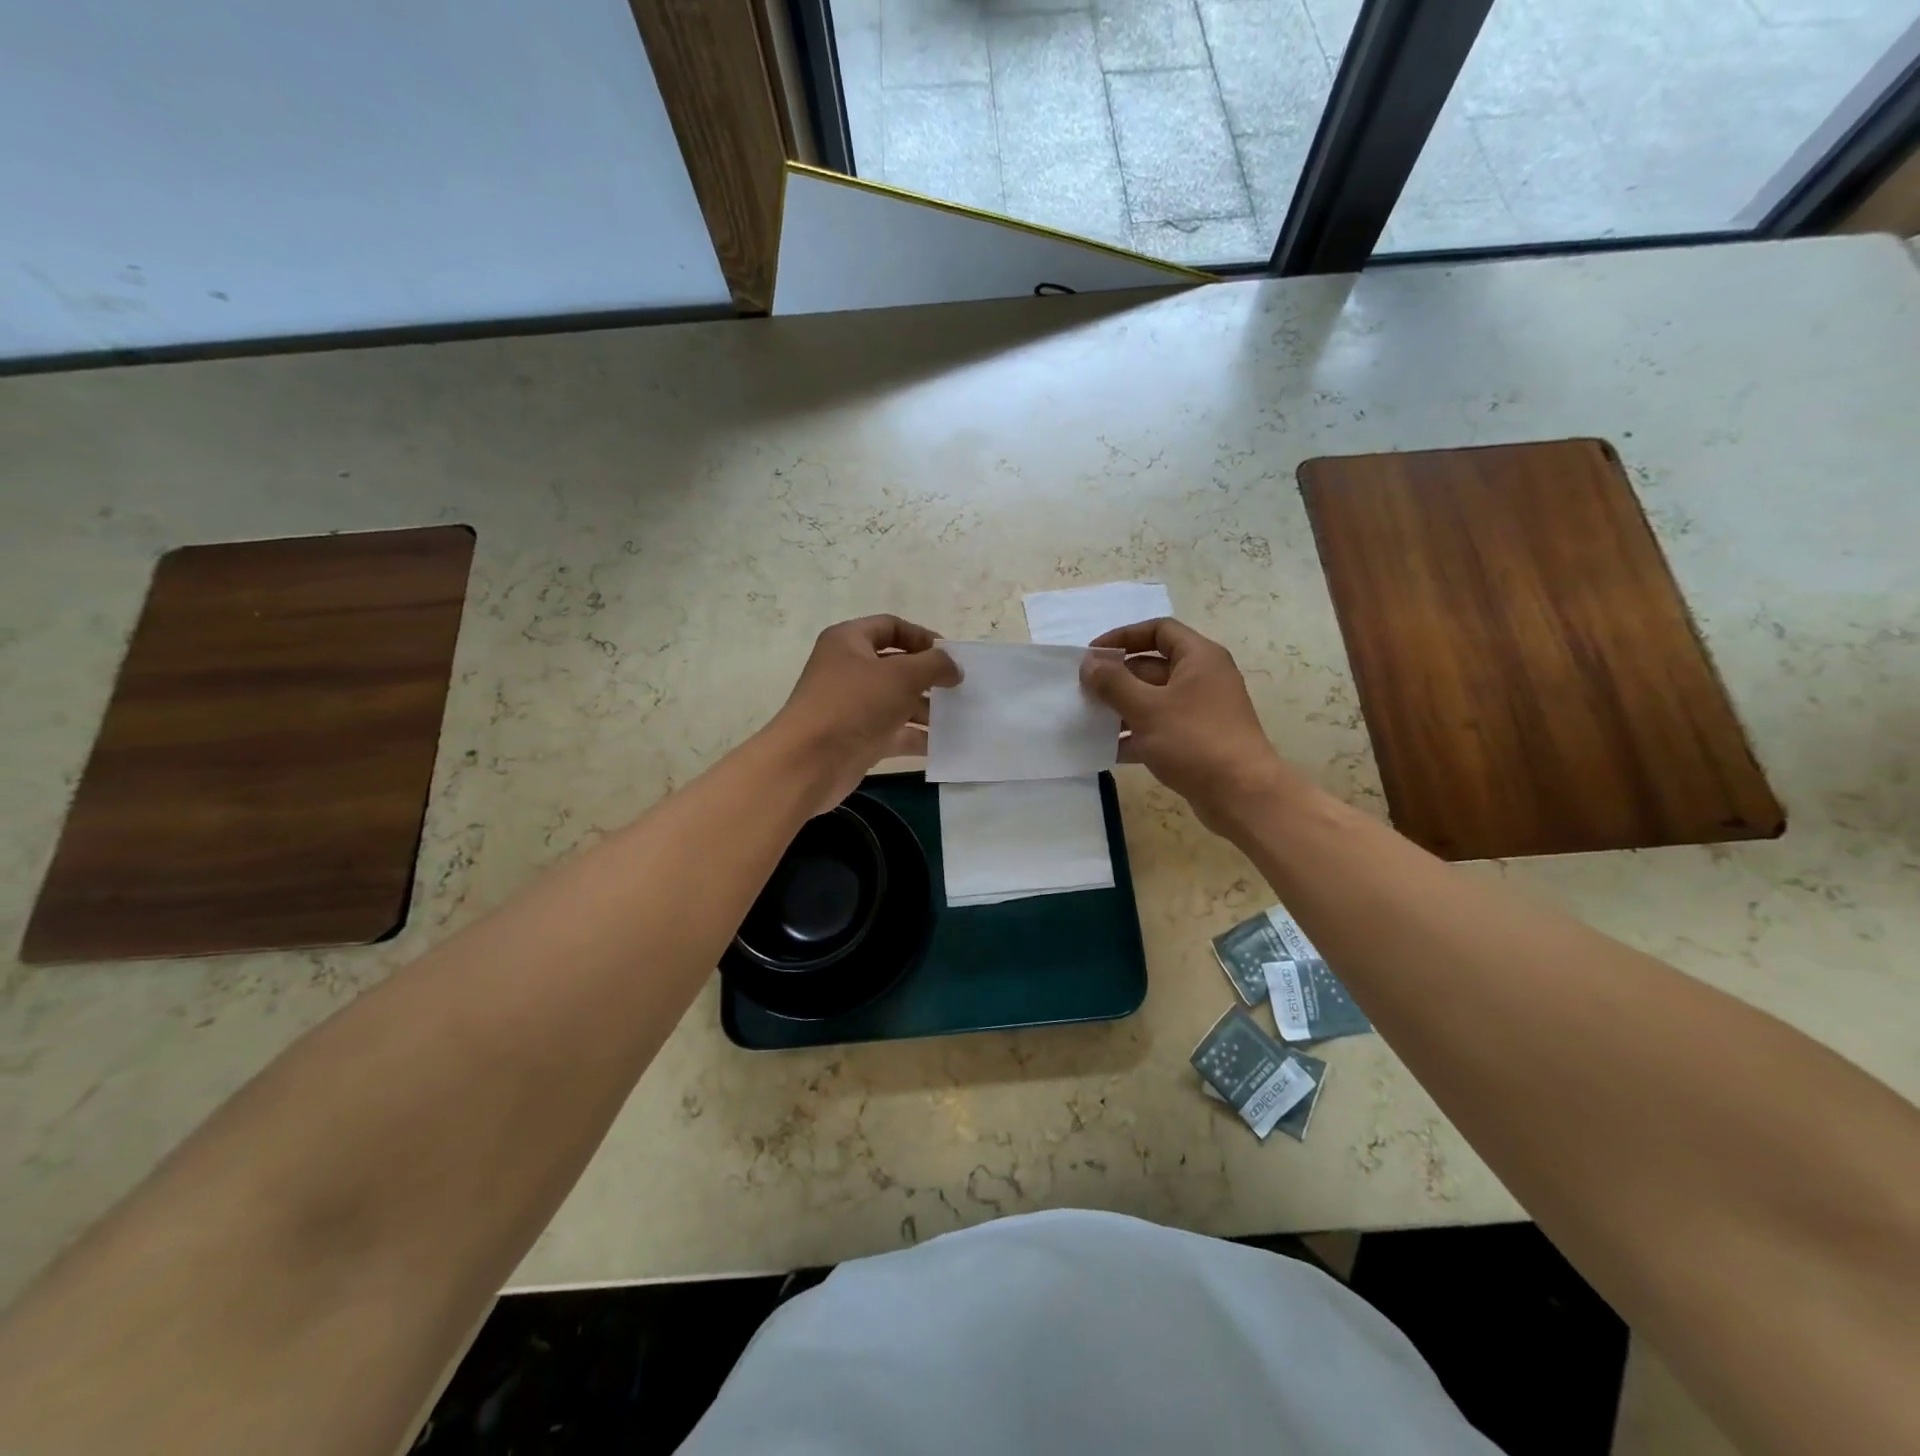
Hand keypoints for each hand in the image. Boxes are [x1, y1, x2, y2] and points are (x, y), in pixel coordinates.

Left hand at [770, 615, 960, 813]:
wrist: (808, 763)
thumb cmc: (854, 705)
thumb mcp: (901, 676)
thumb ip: (934, 665)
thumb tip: (954, 667)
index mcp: (849, 642)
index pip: (891, 627)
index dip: (922, 637)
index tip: (951, 656)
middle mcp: (848, 670)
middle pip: (896, 666)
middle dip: (929, 677)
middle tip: (959, 689)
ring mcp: (852, 706)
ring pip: (897, 701)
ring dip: (926, 709)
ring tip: (957, 718)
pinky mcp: (858, 738)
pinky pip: (894, 732)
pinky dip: (916, 736)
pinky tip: (943, 744)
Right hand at [1081, 618, 1301, 835]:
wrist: (1241, 795)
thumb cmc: (1194, 741)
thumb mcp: (1147, 708)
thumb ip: (1113, 682)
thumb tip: (1089, 663)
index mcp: (1199, 658)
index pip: (1159, 630)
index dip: (1124, 637)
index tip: (1093, 654)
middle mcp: (1202, 679)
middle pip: (1152, 666)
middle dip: (1116, 678)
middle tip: (1083, 692)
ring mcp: (1200, 712)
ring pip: (1153, 700)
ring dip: (1121, 708)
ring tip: (1088, 720)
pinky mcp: (1196, 741)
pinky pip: (1159, 729)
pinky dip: (1134, 735)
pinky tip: (1105, 749)